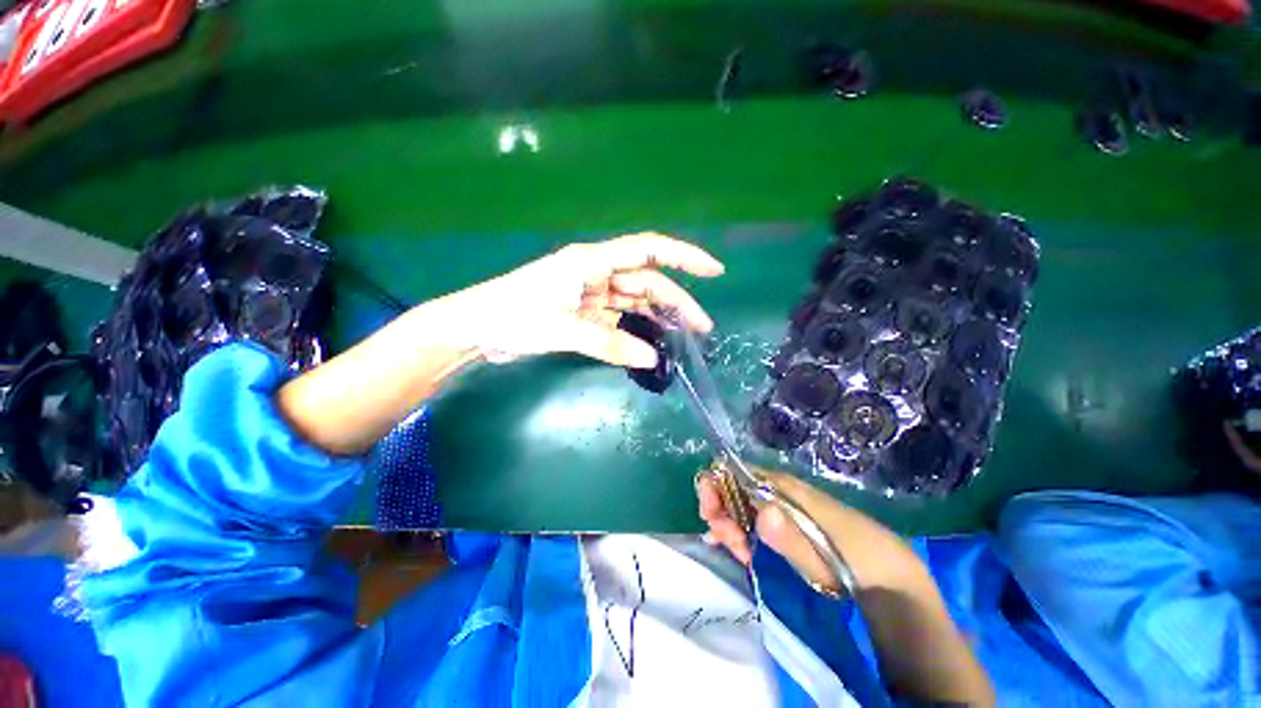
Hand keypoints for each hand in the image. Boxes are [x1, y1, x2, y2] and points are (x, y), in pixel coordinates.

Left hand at [457, 233, 723, 367]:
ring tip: (683, 338)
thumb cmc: (513, 316)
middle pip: (646, 282)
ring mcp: (591, 294)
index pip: (648, 250)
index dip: (683, 257)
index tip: (714, 271)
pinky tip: (650, 343)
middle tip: (701, 329)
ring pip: (635, 302)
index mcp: (591, 261)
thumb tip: (651, 360)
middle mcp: (596, 273)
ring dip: (658, 318)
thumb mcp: (564, 330)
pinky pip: (619, 319)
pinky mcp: (585, 312)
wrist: (476, 328)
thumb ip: (609, 344)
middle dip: (676, 302)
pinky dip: (635, 331)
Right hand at [697, 468, 849, 593]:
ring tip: (740, 552)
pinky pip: (748, 515)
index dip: (713, 488)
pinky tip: (739, 547)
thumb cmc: (852, 559)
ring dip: (727, 525)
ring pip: (736, 502)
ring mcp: (777, 503)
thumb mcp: (820, 554)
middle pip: (729, 486)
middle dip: (719, 512)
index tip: (713, 520)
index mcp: (780, 485)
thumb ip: (789, 536)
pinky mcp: (782, 519)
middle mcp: (774, 488)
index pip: (731, 471)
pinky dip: (736, 529)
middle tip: (730, 545)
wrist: (886, 571)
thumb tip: (761, 512)